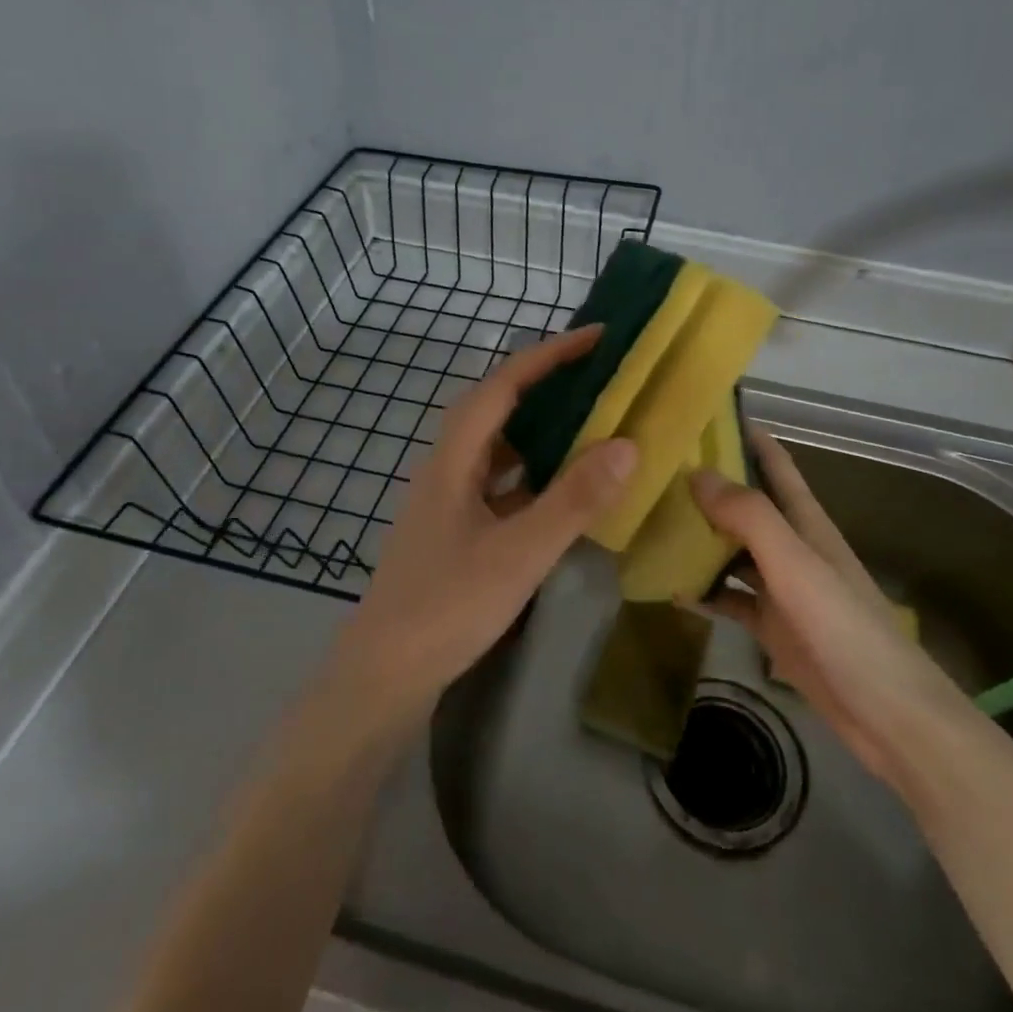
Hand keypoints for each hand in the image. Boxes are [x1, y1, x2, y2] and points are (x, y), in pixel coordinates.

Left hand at [330, 325, 637, 725]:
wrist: (386, 673)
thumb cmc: (447, 607)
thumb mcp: (519, 553)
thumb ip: (573, 500)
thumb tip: (627, 443)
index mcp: (453, 459)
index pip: (503, 386)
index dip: (548, 355)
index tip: (596, 338)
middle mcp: (447, 468)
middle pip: (498, 409)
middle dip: (547, 385)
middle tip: (601, 377)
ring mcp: (449, 501)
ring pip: (500, 449)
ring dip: (542, 431)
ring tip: (592, 424)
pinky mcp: (456, 530)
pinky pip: (502, 485)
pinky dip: (535, 476)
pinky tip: (565, 491)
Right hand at [688, 428, 974, 791]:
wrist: (886, 713)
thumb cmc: (844, 628)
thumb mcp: (796, 564)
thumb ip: (750, 516)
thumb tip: (697, 473)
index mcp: (806, 523)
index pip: (775, 465)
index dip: (747, 437)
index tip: (703, 416)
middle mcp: (792, 547)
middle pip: (747, 506)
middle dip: (709, 486)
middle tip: (656, 471)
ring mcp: (782, 588)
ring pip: (733, 551)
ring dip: (700, 538)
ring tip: (651, 524)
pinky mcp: (773, 626)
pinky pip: (731, 599)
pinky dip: (705, 591)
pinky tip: (672, 588)